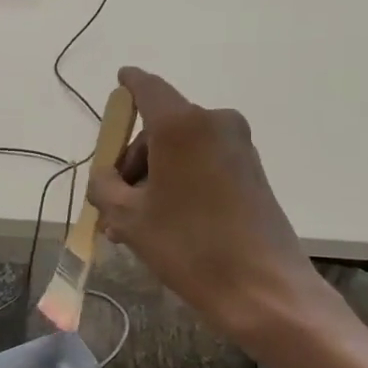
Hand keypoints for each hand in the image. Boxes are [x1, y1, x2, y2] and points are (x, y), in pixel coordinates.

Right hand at [86, 66, 339, 344]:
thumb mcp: (128, 218)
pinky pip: (202, 164)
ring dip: (153, 178)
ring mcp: (237, 146)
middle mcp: (213, 123)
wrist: (263, 287)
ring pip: (180, 151)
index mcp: (180, 125)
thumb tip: (105, 176)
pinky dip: (179, 183)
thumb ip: (104, 186)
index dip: (129, 84)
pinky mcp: (251, 170)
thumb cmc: (188, 245)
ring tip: (133, 226)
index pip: (147, 87)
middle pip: (159, 128)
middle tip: (112, 205)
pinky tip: (163, 222)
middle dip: (132, 161)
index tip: (120, 80)